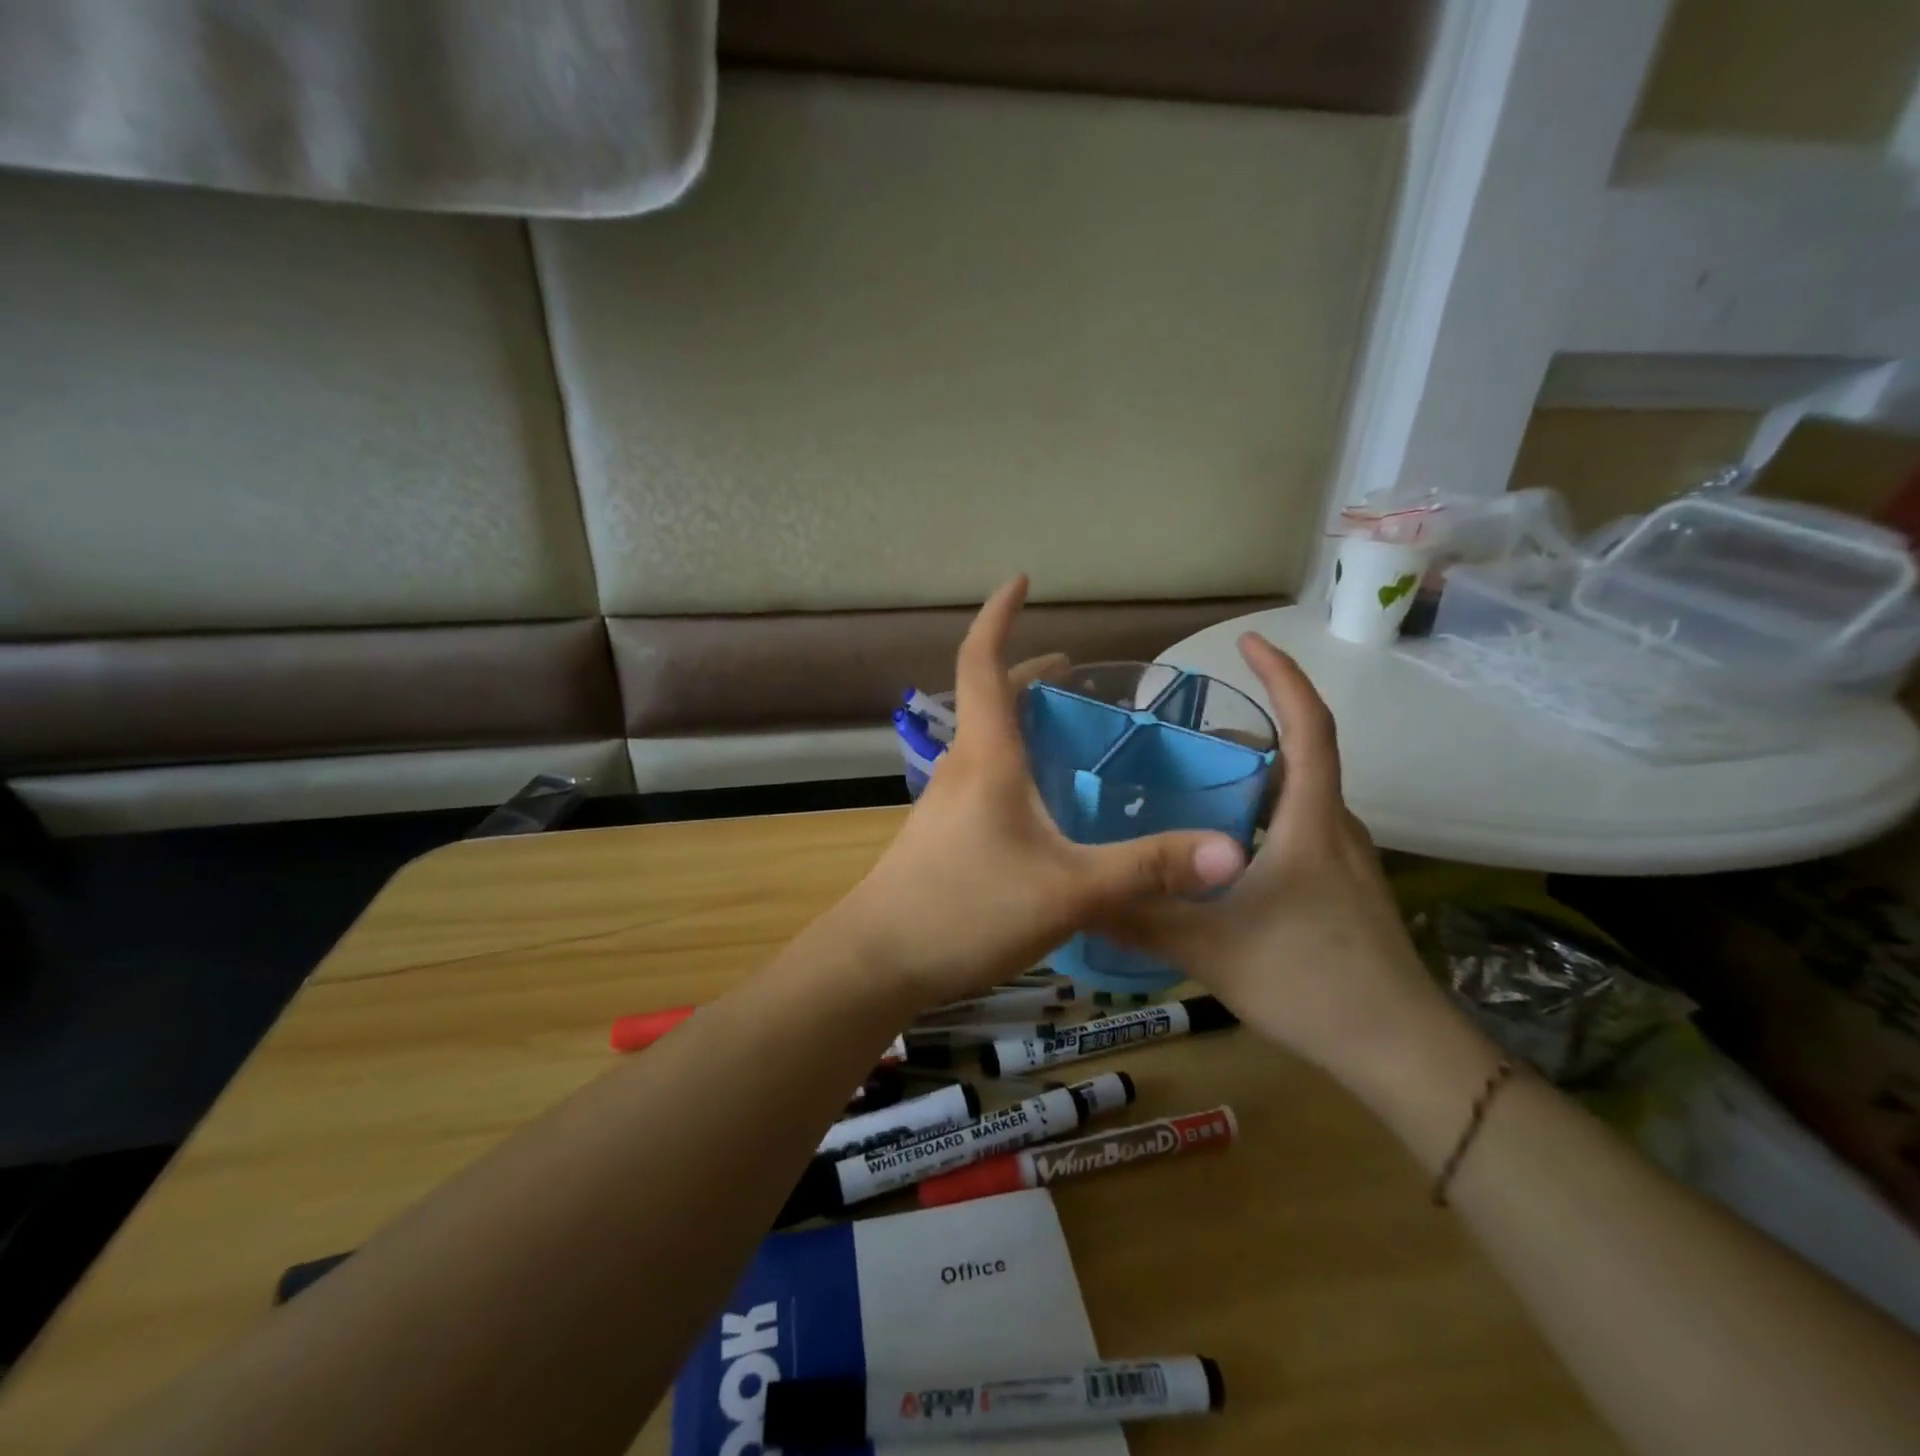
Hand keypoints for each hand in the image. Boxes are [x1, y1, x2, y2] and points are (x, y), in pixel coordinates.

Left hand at [829, 577, 1248, 1007]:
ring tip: (1068, 734)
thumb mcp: (1070, 890)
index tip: (1020, 581)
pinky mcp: (943, 836)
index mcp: (986, 756)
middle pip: (989, 699)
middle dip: (1028, 674)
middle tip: (1075, 673)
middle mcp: (961, 767)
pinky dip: (1015, 764)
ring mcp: (946, 802)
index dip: (999, 616)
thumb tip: (1230, 852)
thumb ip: (1148, 868)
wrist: (877, 961)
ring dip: (1021, 721)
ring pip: (986, 741)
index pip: (982, 662)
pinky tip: (1043, 807)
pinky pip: (983, 778)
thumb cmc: (967, 909)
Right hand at [1102, 634, 1447, 1086]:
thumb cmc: (1309, 980)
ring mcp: (1344, 862)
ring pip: (1295, 800)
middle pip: (1296, 759)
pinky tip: (1219, 857)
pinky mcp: (1343, 891)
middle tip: (1180, 744)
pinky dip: (1259, 821)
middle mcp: (1333, 827)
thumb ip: (1140, 918)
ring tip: (1190, 793)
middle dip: (1244, 738)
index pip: (1308, 726)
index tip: (1249, 641)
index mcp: (1309, 820)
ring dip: (1251, 783)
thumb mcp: (1208, 948)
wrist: (1399, 1051)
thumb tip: (1078, 894)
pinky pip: (1297, 833)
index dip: (1281, 676)